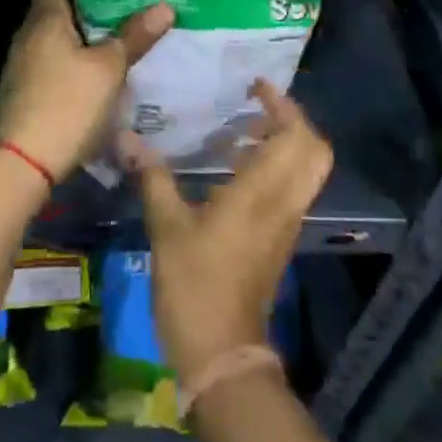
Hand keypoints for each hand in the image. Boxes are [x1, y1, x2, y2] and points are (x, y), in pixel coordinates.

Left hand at [0, 0, 173, 182]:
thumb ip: (134, 36)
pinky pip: (55, 55)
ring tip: (122, 24)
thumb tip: (164, 6)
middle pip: (58, 1)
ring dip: (86, 27)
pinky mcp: (28, 86)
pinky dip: (78, 51)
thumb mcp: (108, 69)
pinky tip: (102, 62)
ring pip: (59, 31)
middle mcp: (30, 31)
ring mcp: (25, 60)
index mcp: (45, 16)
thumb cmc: (66, 104)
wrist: (21, 163)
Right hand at [125, 80, 332, 388]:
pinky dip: (275, 167)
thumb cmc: (195, 285)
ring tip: (240, 131)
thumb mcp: (167, 227)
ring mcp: (286, 223)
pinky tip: (233, 169)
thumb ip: (153, 177)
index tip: (256, 87)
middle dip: (292, 121)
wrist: (222, 354)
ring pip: (305, 170)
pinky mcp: (279, 240)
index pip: (296, 136)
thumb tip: (128, 137)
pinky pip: (291, 189)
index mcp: (262, 193)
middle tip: (256, 107)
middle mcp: (284, 202)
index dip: (283, 105)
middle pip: (313, 150)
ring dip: (283, 143)